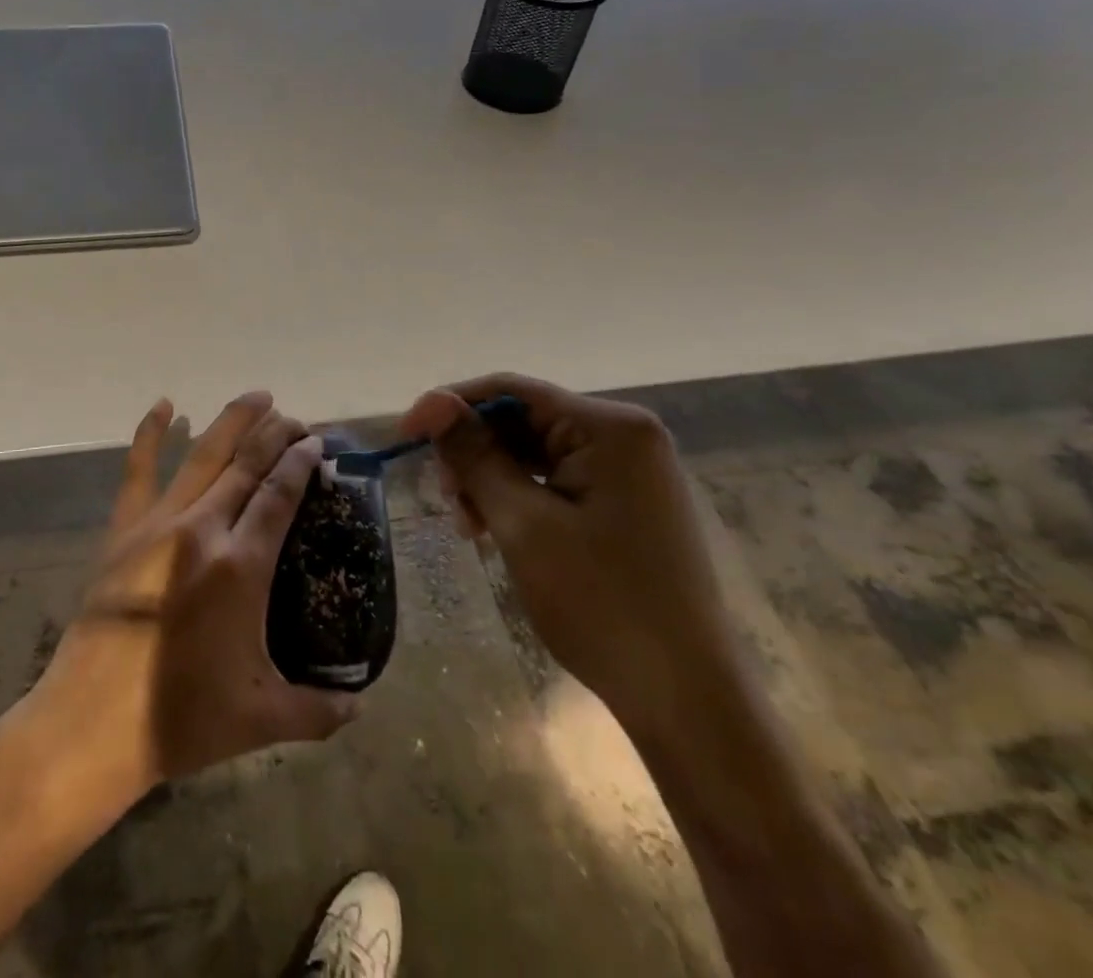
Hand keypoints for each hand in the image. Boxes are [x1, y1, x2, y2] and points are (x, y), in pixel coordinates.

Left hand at [11, 391, 358, 814]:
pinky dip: (150, 433)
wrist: (93, 723)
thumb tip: (362, 708)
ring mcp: (158, 524)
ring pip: (203, 455)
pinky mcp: (123, 530)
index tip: (316, 441)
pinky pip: (138, 470)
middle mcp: (203, 529)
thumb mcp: (262, 718)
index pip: (279, 494)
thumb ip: (319, 710)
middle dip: (276, 434)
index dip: (301, 461)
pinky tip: (164, 404)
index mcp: (241, 565)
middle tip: (297, 419)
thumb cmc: (182, 719)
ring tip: (257, 397)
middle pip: (247, 464)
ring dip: (232, 421)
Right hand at [400, 373, 743, 744]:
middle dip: (474, 452)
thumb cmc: (601, 604)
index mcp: (610, 428)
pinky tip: (495, 530)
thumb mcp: (522, 523)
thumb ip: (474, 455)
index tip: (405, 435)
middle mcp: (626, 437)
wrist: (687, 702)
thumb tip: (431, 403)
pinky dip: (519, 498)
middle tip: (444, 497)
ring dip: (492, 480)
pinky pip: (557, 481)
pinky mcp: (627, 505)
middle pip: (524, 420)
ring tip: (467, 525)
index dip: (451, 406)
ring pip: (536, 453)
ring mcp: (630, 473)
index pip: (512, 391)